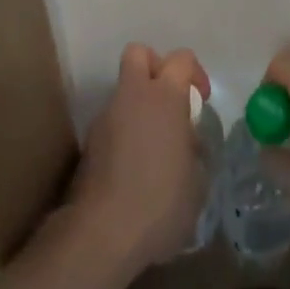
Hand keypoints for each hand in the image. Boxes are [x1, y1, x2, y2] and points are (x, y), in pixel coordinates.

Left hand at [69, 43, 212, 268]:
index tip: (200, 101)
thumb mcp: (197, 181)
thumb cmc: (161, 203)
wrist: (103, 235)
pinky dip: (123, 134)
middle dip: (154, 68)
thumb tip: (188, 144)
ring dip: (138, 106)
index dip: (194, 73)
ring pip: (124, 92)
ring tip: (152, 147)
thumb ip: (194, 151)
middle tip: (168, 101)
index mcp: (166, 96)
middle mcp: (133, 95)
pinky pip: (112, 123)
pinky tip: (133, 169)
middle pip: (139, 53)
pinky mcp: (89, 143)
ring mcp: (106, 117)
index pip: (182, 58)